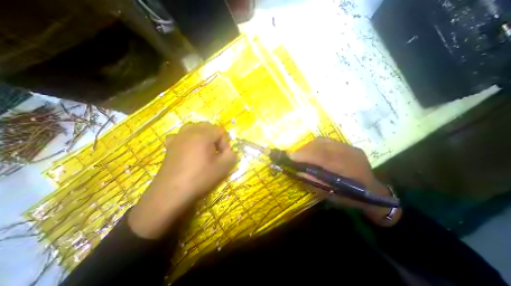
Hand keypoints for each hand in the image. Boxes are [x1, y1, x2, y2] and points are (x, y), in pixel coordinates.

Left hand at [130, 123, 236, 238]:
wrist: (171, 192)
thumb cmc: (200, 178)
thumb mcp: (223, 168)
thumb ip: (232, 155)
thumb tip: (230, 152)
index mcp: (203, 135)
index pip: (220, 131)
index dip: (225, 143)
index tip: (223, 156)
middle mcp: (190, 132)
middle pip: (207, 126)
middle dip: (215, 137)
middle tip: (216, 152)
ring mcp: (178, 138)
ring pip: (194, 128)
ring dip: (202, 136)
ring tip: (204, 149)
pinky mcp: (170, 146)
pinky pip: (180, 135)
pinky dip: (187, 139)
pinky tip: (188, 149)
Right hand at [290, 138, 400, 225]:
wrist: (374, 192)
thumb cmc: (352, 197)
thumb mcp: (333, 195)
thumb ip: (315, 183)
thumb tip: (298, 172)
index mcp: (350, 169)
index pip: (324, 157)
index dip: (305, 155)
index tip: (290, 157)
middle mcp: (350, 153)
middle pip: (322, 145)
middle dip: (304, 150)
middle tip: (293, 157)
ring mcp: (349, 147)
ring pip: (323, 141)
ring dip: (308, 147)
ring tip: (301, 154)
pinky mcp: (347, 145)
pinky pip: (326, 141)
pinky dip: (314, 145)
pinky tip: (311, 152)